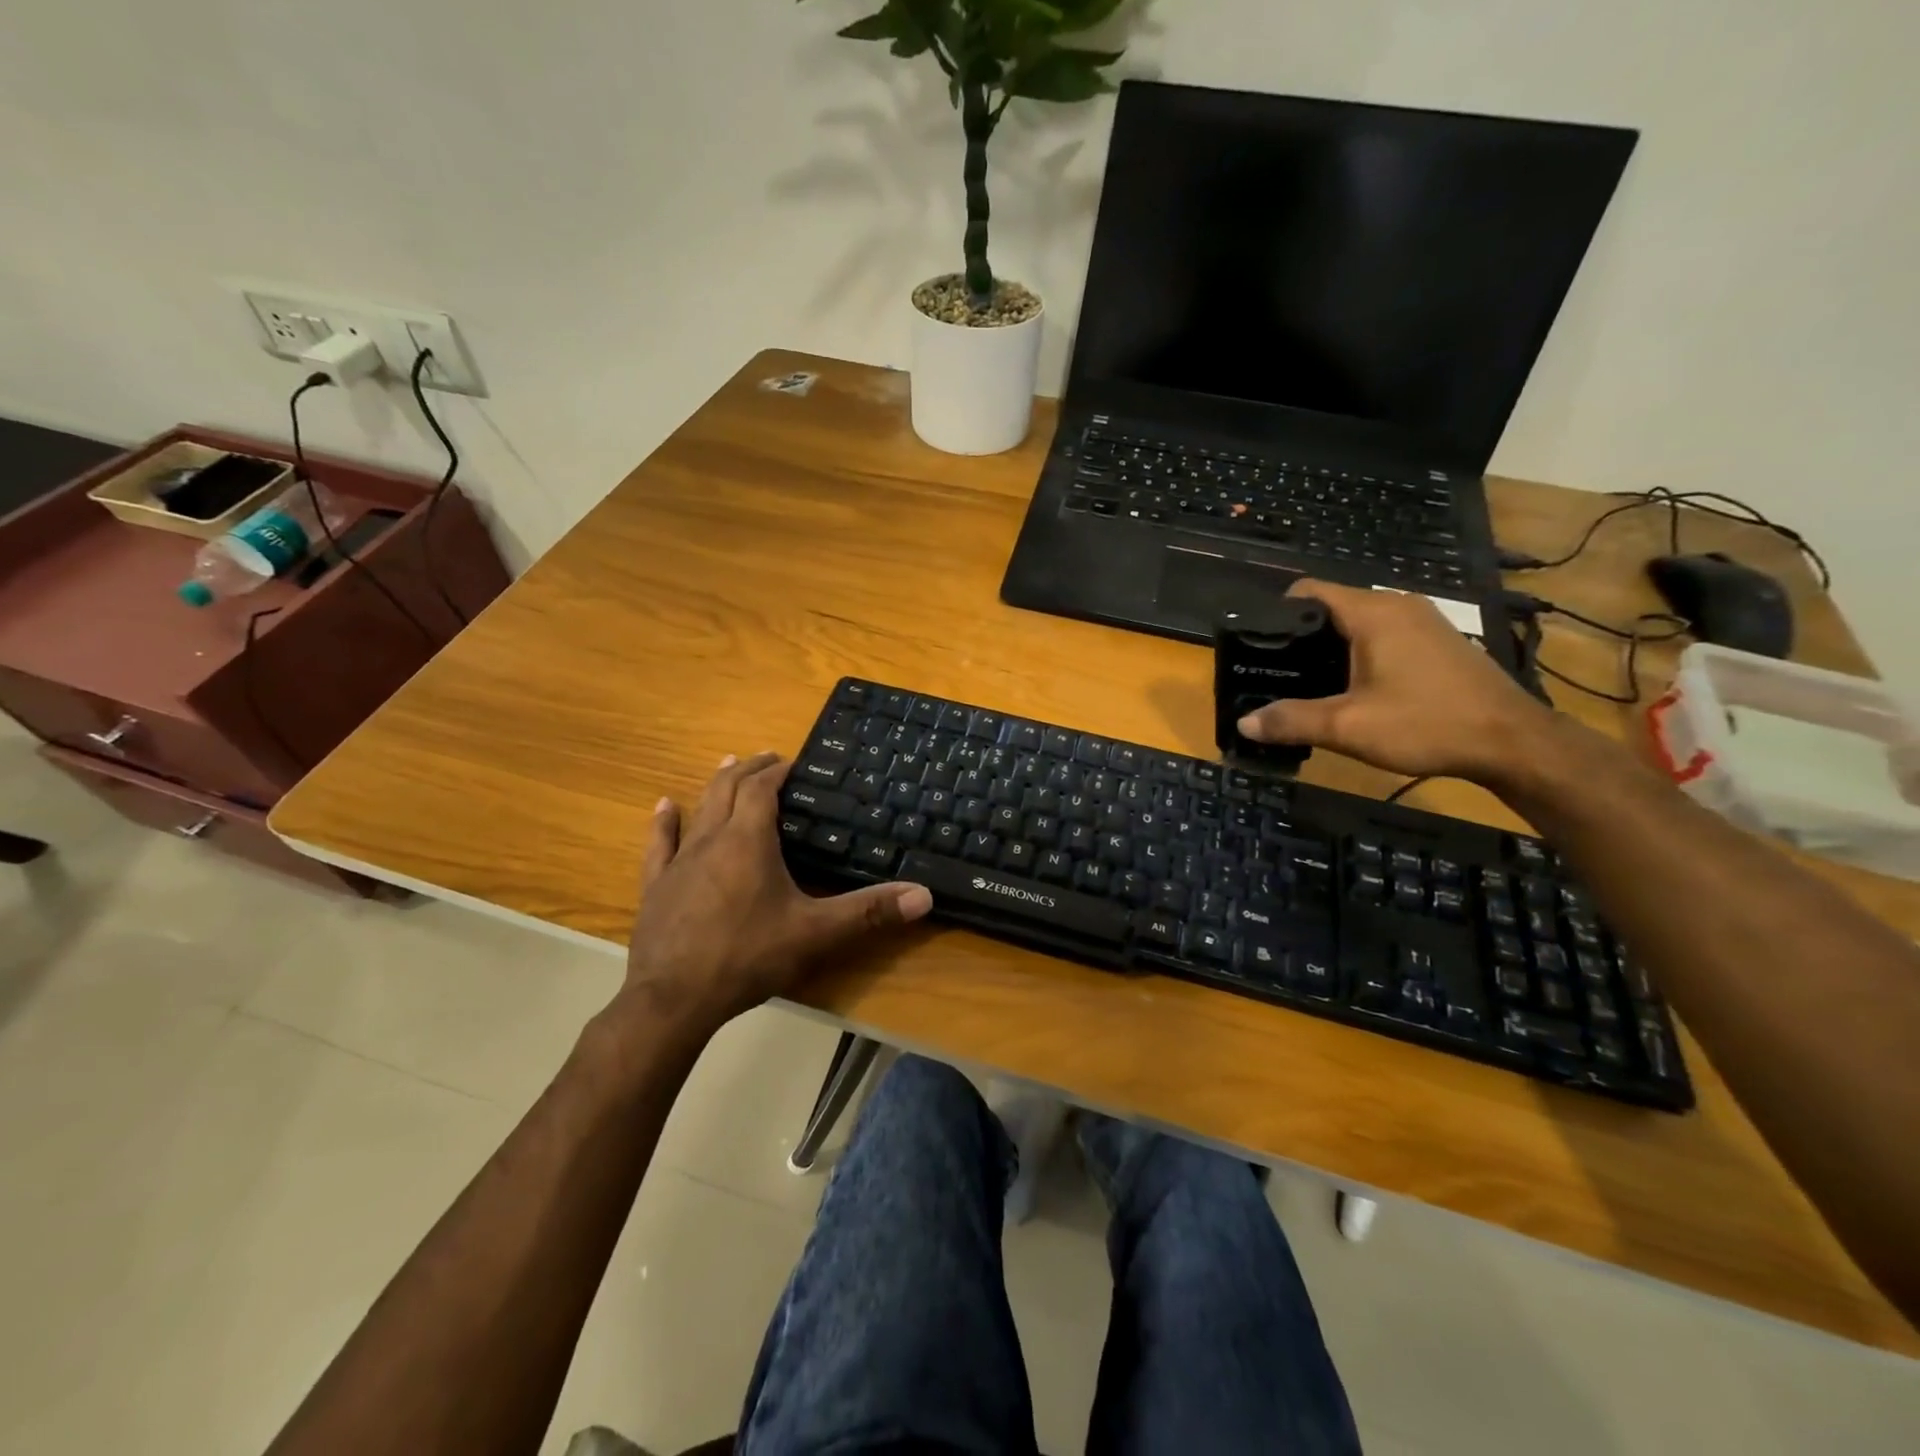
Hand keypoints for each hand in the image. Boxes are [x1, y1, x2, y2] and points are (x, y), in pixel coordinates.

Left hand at [624, 753, 932, 1027]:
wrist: (674, 999)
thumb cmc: (747, 956)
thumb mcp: (816, 932)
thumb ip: (869, 912)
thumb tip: (924, 895)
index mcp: (749, 840)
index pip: (762, 788)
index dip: (777, 770)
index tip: (793, 762)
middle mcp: (712, 839)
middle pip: (728, 788)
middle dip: (750, 769)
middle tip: (767, 758)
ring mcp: (679, 862)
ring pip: (699, 809)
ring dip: (716, 784)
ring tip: (728, 764)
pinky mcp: (656, 886)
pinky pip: (660, 844)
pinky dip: (665, 822)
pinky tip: (664, 806)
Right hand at [1236, 579, 1556, 784]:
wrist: (1513, 743)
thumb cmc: (1426, 723)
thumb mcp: (1348, 727)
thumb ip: (1291, 721)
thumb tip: (1243, 723)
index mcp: (1373, 612)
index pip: (1308, 590)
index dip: (1275, 613)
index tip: (1255, 646)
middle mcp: (1398, 605)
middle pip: (1331, 607)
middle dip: (1299, 637)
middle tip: (1274, 672)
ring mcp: (1423, 621)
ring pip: (1358, 623)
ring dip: (1329, 648)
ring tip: (1306, 683)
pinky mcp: (1438, 641)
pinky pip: (1383, 635)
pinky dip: (1358, 654)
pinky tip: (1352, 688)